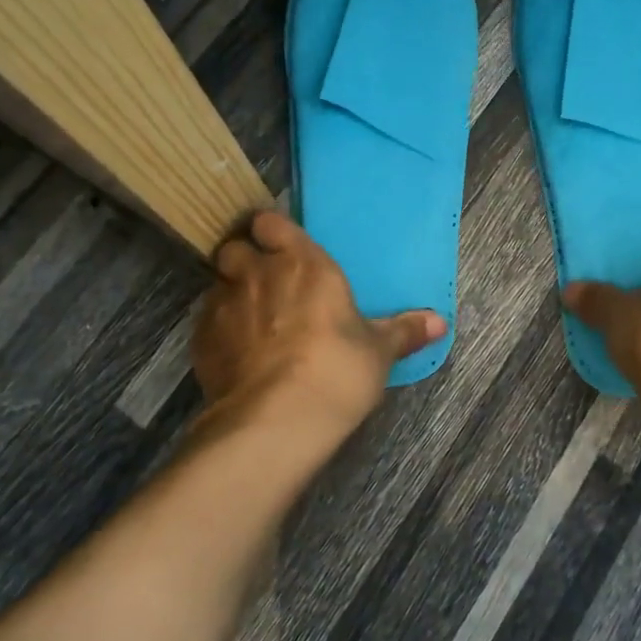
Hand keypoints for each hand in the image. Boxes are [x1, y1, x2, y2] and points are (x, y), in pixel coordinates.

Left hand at [192, 212, 445, 439]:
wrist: (278, 418)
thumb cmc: (338, 369)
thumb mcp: (379, 351)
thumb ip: (404, 330)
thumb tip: (440, 321)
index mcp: (303, 263)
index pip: (271, 223)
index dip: (271, 230)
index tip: (279, 244)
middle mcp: (258, 274)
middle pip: (234, 248)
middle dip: (244, 259)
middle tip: (262, 281)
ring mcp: (223, 306)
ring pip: (217, 284)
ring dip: (230, 294)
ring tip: (248, 320)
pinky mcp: (201, 341)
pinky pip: (206, 323)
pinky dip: (218, 331)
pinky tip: (235, 354)